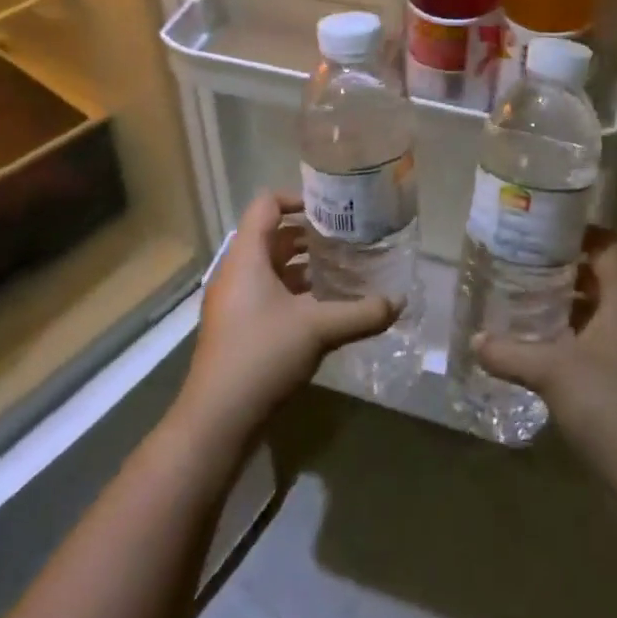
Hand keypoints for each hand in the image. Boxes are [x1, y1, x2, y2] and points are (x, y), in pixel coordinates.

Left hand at [176, 191, 398, 447]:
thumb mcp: (318, 329)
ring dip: (302, 266)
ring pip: (270, 268)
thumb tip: (399, 302)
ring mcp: (232, 301)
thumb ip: (360, 312)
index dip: (297, 198)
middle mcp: (235, 271)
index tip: (331, 209)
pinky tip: (323, 308)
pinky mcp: (236, 327)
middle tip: (346, 239)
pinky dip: (293, 292)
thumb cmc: (262, 355)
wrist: (217, 418)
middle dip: (308, 235)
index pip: (267, 205)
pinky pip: (266, 294)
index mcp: (246, 256)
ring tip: (341, 270)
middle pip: (270, 236)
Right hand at [473, 232, 616, 503]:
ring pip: (596, 313)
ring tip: (522, 301)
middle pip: (599, 278)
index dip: (579, 231)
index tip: (541, 227)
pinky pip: (596, 343)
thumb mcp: (550, 371)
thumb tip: (474, 340)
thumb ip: (509, 352)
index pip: (607, 247)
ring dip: (564, 306)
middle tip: (520, 262)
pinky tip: (539, 348)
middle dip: (561, 269)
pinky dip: (570, 337)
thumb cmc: (606, 403)